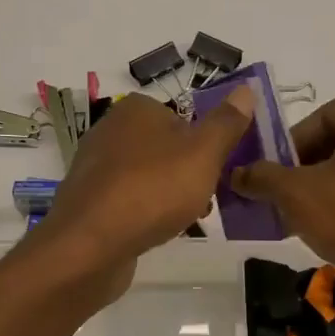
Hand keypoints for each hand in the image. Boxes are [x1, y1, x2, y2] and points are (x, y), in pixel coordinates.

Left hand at [24, 89, 257, 301]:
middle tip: (205, 200)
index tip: (217, 171)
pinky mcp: (88, 201)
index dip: (203, 144)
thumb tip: (246, 90)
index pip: (180, 116)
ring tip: (183, 221)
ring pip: (147, 176)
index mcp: (135, 109)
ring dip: (168, 196)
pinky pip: (127, 201)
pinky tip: (154, 233)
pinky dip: (144, 213)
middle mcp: (109, 130)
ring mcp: (94, 167)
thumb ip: (225, 123)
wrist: (90, 245)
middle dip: (188, 173)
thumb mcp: (203, 153)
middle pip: (164, 148)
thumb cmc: (152, 190)